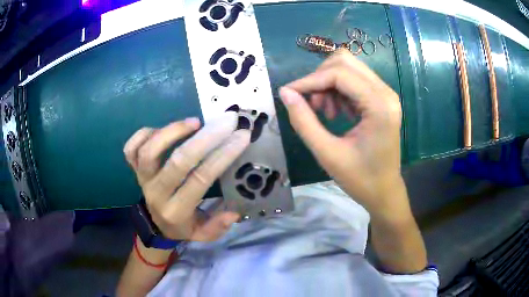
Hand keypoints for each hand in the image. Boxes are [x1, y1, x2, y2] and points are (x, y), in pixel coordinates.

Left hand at [123, 112, 249, 240]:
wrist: (155, 225)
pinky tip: (163, 129)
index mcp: (176, 210)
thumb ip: (217, 227)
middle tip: (226, 122)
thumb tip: (234, 212)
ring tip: (195, 121)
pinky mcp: (134, 169)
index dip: (222, 156)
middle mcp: (156, 193)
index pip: (200, 180)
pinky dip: (144, 133)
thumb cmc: (182, 226)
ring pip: (149, 151)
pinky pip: (131, 148)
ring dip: (172, 131)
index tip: (241, 137)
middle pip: (177, 162)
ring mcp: (142, 178)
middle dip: (205, 139)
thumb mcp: (202, 234)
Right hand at [279, 50, 404, 217]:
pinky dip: (339, 90)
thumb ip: (304, 121)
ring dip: (329, 84)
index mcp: (379, 106)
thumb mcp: (327, 154)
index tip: (289, 93)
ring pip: (349, 68)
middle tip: (313, 105)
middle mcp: (386, 93)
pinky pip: (355, 80)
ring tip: (325, 113)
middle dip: (321, 78)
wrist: (384, 192)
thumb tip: (285, 92)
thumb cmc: (360, 179)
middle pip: (345, 61)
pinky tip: (337, 113)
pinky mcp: (382, 98)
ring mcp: (386, 94)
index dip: (310, 80)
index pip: (339, 74)